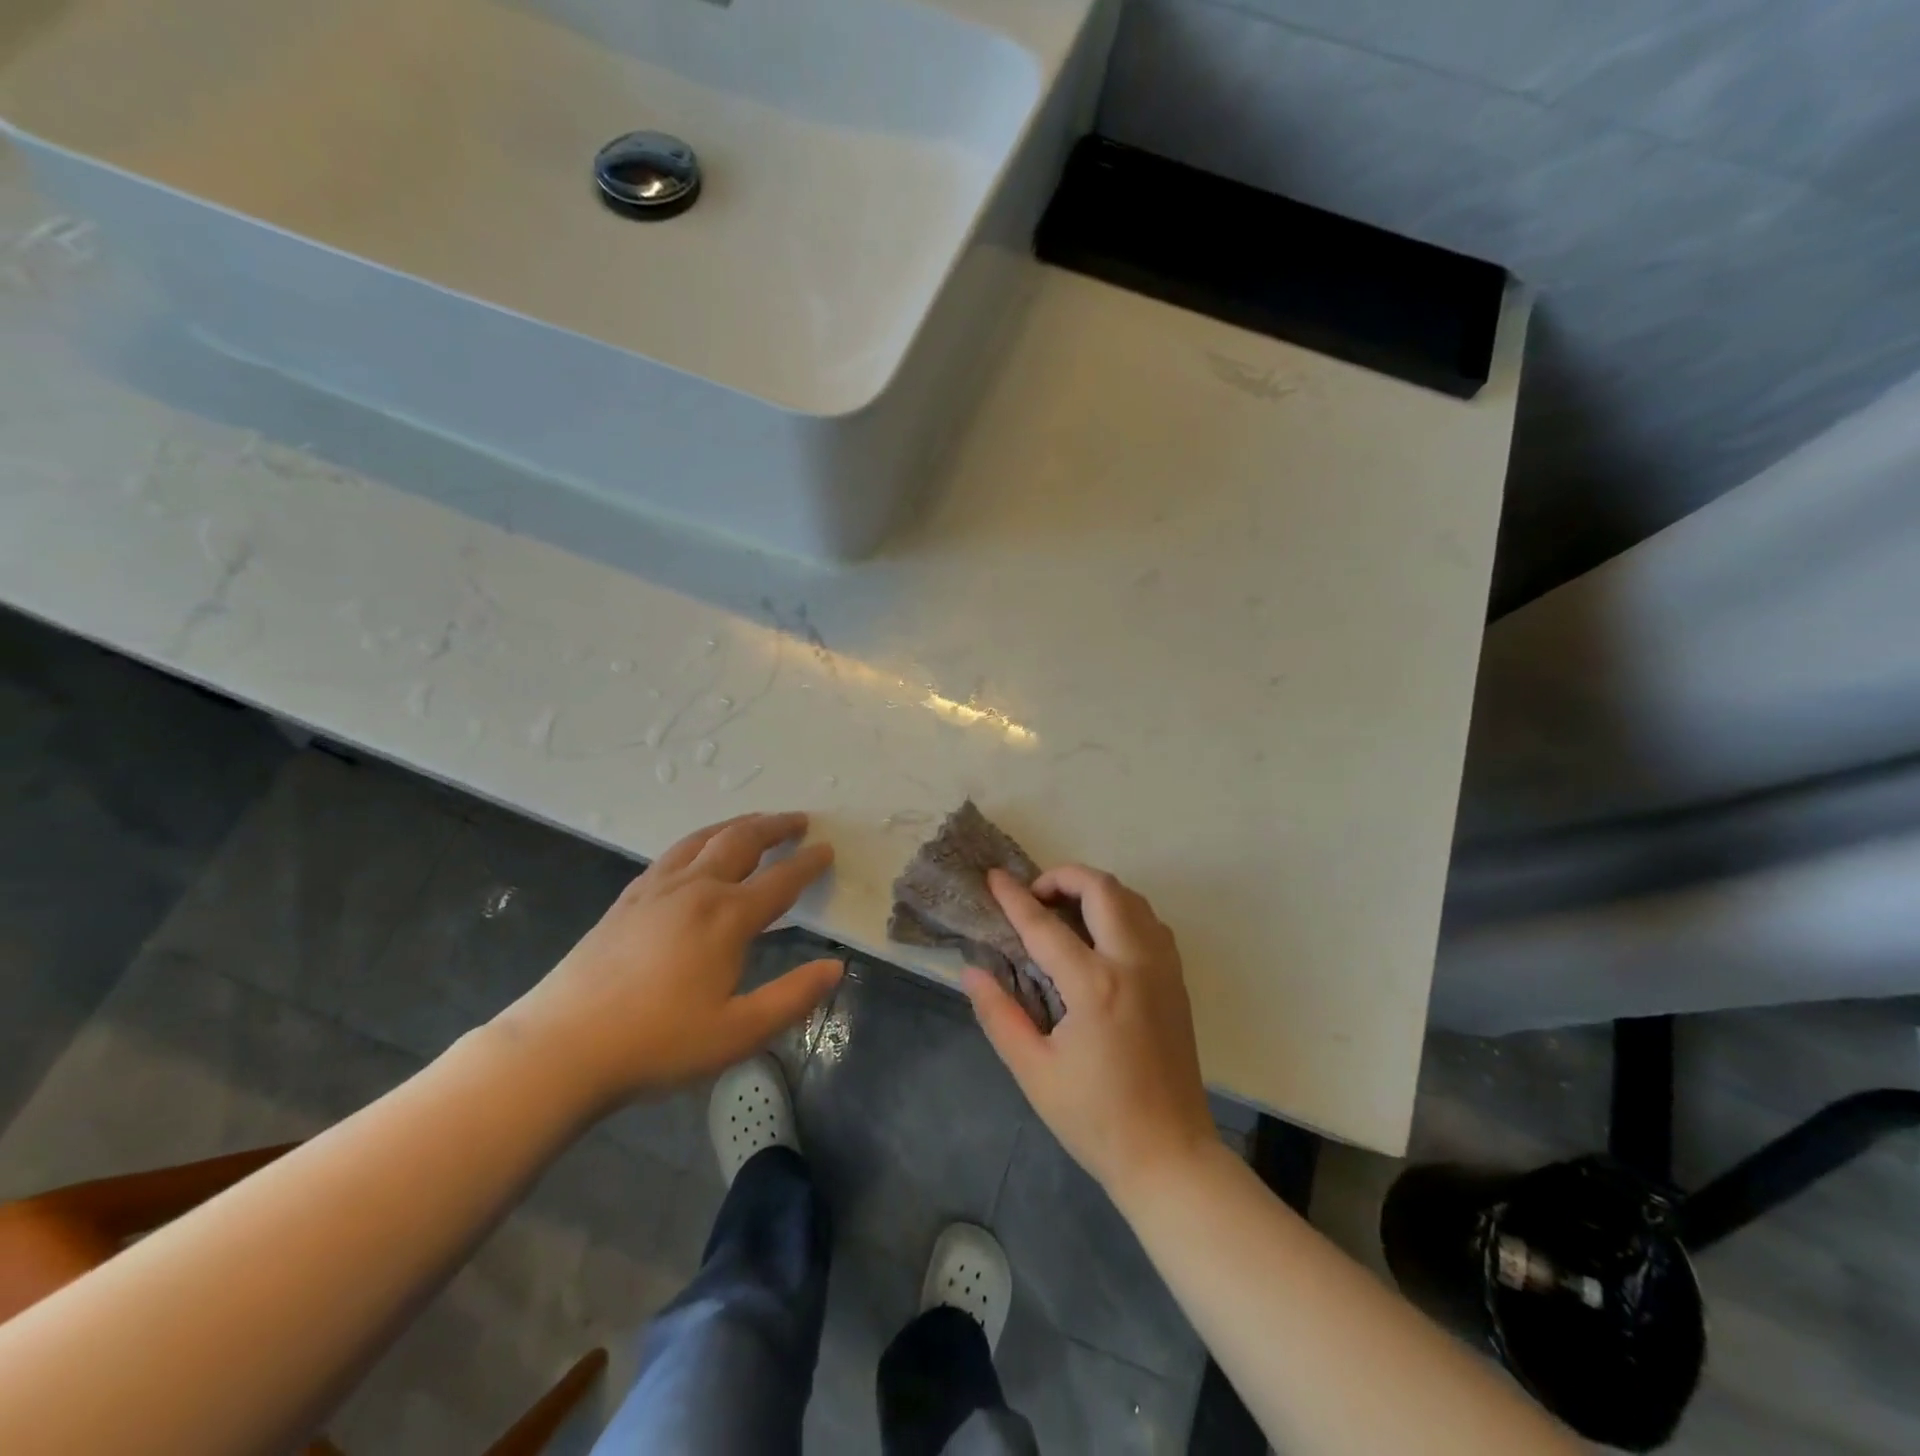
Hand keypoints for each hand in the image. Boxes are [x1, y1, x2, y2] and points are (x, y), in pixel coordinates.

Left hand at [496, 813, 840, 1114]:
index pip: (781, 880)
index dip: (808, 864)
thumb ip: (792, 998)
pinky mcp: (628, 898)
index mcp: (727, 917)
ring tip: (757, 821)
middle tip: (799, 820)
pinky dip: (700, 839)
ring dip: (738, 825)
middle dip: (775, 827)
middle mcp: (696, 889)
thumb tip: (836, 968)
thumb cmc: (658, 1043)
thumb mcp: (738, 1033)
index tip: (827, 849)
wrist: (562, 1047)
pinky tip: (698, 850)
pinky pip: (674, 852)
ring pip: (705, 839)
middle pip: (742, 842)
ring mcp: (656, 889)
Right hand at [964, 866, 1217, 1202]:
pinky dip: (1123, 911)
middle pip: (1102, 889)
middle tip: (1035, 896)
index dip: (1015, 898)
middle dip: (1063, 877)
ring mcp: (1163, 969)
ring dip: (1096, 891)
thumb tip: (972, 972)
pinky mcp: (1177, 981)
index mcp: (1095, 986)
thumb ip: (1000, 1015)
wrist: (1169, 1155)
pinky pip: (1151, 922)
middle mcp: (1134, 963)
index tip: (994, 877)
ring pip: (1132, 898)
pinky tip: (1102, 936)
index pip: (1045, 926)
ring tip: (1065, 911)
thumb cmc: (1095, 1118)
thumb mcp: (1034, 1072)